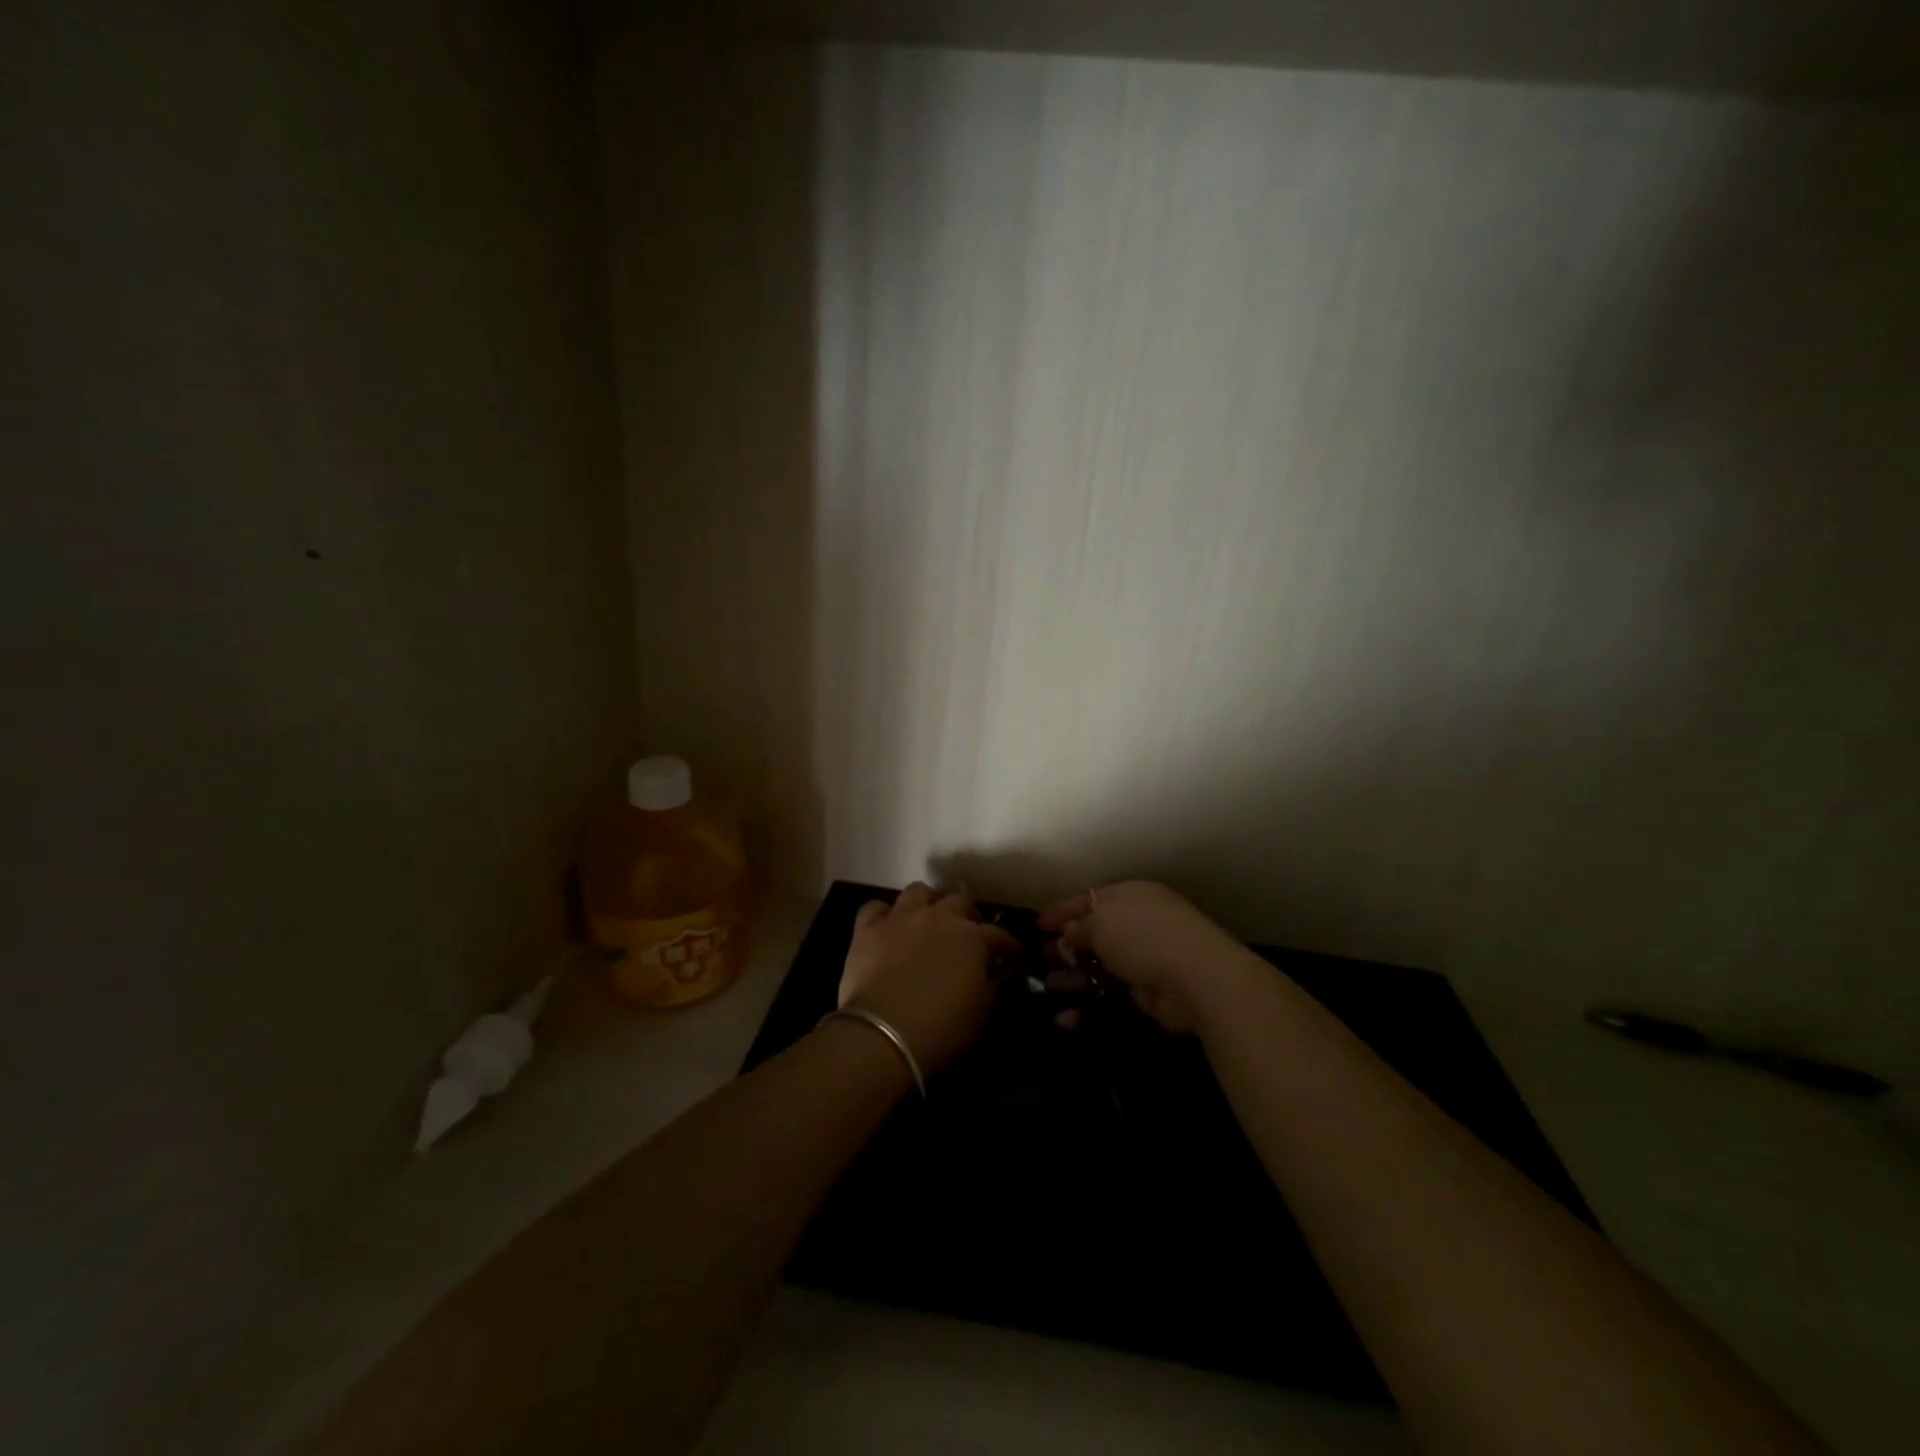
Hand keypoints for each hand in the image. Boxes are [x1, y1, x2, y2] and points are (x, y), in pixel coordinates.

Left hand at [838, 883, 1020, 1075]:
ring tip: (930, 919)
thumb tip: (1003, 970)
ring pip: (918, 891)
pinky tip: (887, 928)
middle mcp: (938, 917)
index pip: (999, 935)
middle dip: (969, 915)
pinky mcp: (867, 929)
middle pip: (960, 901)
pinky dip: (884, 915)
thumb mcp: (980, 1013)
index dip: (1010, 946)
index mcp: (971, 937)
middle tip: (970, 934)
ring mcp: (901, 918)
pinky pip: (875, 908)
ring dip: (928, 902)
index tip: (1015, 956)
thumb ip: (994, 984)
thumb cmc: (941, 1029)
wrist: (882, 1036)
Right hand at [1038, 881, 1253, 1032]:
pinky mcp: (1147, 989)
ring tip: (1046, 986)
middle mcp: (1137, 922)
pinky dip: (1089, 1002)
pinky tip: (1065, 1016)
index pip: (1088, 899)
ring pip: (1100, 964)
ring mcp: (1144, 956)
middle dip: (1065, 945)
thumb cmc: (1143, 936)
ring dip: (1072, 976)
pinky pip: (1110, 991)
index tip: (1037, 925)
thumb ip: (1079, 927)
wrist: (1197, 978)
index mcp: (1129, 895)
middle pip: (1093, 932)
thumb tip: (1070, 934)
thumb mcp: (1101, 922)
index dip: (1061, 911)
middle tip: (1038, 957)